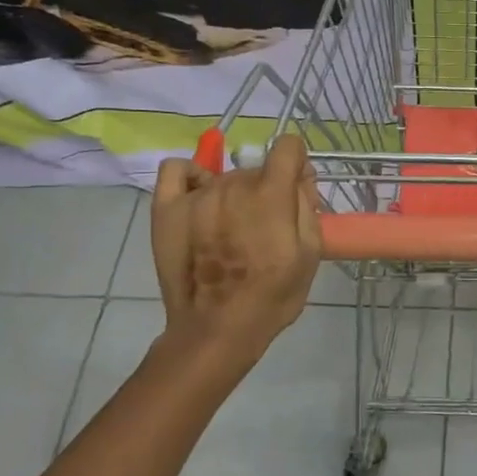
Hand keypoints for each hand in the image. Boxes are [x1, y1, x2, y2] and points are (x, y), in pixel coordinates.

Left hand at [151, 134, 321, 354]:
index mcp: (271, 194)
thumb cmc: (273, 296)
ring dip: (235, 193)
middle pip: (257, 168)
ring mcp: (196, 195)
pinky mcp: (166, 208)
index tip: (297, 188)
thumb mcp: (310, 253)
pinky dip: (191, 176)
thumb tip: (301, 179)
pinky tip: (200, 196)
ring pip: (224, 176)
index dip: (297, 164)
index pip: (287, 147)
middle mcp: (233, 184)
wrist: (217, 328)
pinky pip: (177, 171)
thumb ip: (307, 207)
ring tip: (232, 228)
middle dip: (268, 188)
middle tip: (268, 225)